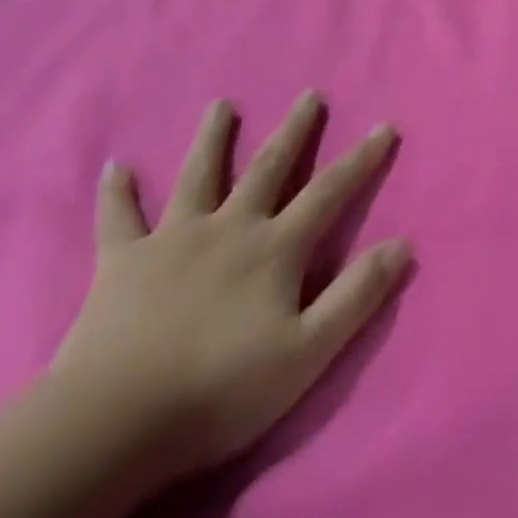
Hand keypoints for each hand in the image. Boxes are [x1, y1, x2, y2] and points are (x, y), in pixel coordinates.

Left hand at [51, 94, 410, 484]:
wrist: (114, 423)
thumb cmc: (219, 390)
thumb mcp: (307, 352)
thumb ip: (357, 295)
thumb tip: (403, 243)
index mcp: (275, 247)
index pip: (331, 191)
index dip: (362, 158)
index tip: (384, 126)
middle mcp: (230, 226)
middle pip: (269, 167)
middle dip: (294, 130)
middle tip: (308, 94)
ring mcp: (173, 239)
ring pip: (198, 176)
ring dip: (212, 139)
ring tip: (221, 105)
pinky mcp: (122, 262)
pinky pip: (119, 219)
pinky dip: (117, 193)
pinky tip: (115, 166)